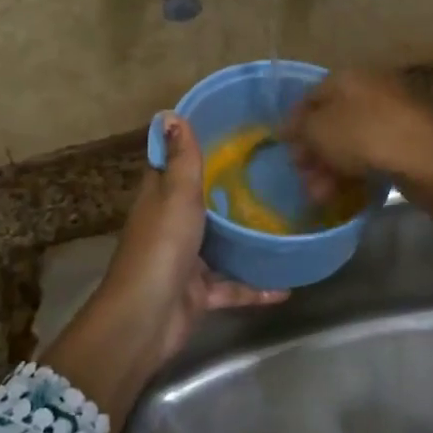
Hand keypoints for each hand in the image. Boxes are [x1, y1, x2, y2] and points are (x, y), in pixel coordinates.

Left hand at [103, 113, 287, 357]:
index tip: (226, 130)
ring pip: (219, 243)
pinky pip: (231, 285)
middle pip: (198, 202)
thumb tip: (170, 112)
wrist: (147, 319)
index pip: (172, 164)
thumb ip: (181, 159)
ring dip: (244, 238)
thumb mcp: (176, 195)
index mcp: (159, 198)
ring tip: (283, 221)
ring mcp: (185, 261)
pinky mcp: (198, 293)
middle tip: (270, 171)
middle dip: (227, 189)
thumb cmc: (162, 247)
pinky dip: (255, 286)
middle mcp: (170, 225)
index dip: (191, 146)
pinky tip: (286, 285)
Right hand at [286, 69, 432, 191]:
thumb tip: (287, 128)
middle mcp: (369, 89)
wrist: (427, 159)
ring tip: (320, 196)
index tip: (285, 151)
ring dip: (330, 167)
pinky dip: (354, 171)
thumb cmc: (365, 136)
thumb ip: (298, 128)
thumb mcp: (319, 130)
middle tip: (303, 178)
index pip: (311, 96)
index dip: (294, 124)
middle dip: (313, 152)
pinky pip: (371, 153)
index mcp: (347, 77)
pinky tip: (343, 194)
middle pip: (331, 121)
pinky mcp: (407, 141)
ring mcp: (391, 114)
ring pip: (350, 141)